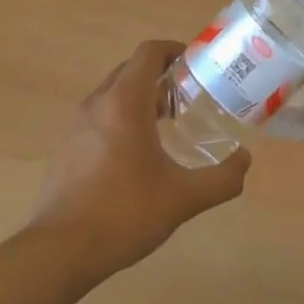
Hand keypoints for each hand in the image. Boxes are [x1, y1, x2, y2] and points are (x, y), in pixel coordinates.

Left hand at [28, 40, 250, 276]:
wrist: (58, 252)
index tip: (196, 66)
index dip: (175, 50)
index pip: (149, 52)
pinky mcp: (68, 148)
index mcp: (125, 101)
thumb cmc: (123, 213)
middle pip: (131, 69)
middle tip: (189, 96)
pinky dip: (123, 118)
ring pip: (114, 93)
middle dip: (161, 75)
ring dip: (141, 97)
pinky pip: (101, 116)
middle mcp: (99, 103)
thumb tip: (245, 161)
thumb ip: (222, 179)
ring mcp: (78, 125)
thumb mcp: (183, 198)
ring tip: (168, 124)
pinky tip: (139, 155)